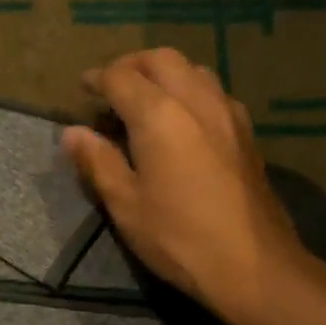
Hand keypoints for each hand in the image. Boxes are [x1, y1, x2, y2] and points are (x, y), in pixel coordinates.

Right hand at [62, 49, 317, 324]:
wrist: (253, 265)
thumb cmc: (179, 239)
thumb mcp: (126, 205)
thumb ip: (98, 162)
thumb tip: (72, 133)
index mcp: (160, 115)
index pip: (122, 77)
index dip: (98, 79)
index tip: (82, 88)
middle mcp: (197, 101)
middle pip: (162, 59)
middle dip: (132, 65)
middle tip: (112, 87)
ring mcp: (228, 114)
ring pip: (194, 70)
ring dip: (165, 73)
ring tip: (146, 100)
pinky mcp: (247, 133)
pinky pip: (214, 92)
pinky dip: (191, 90)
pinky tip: (184, 121)